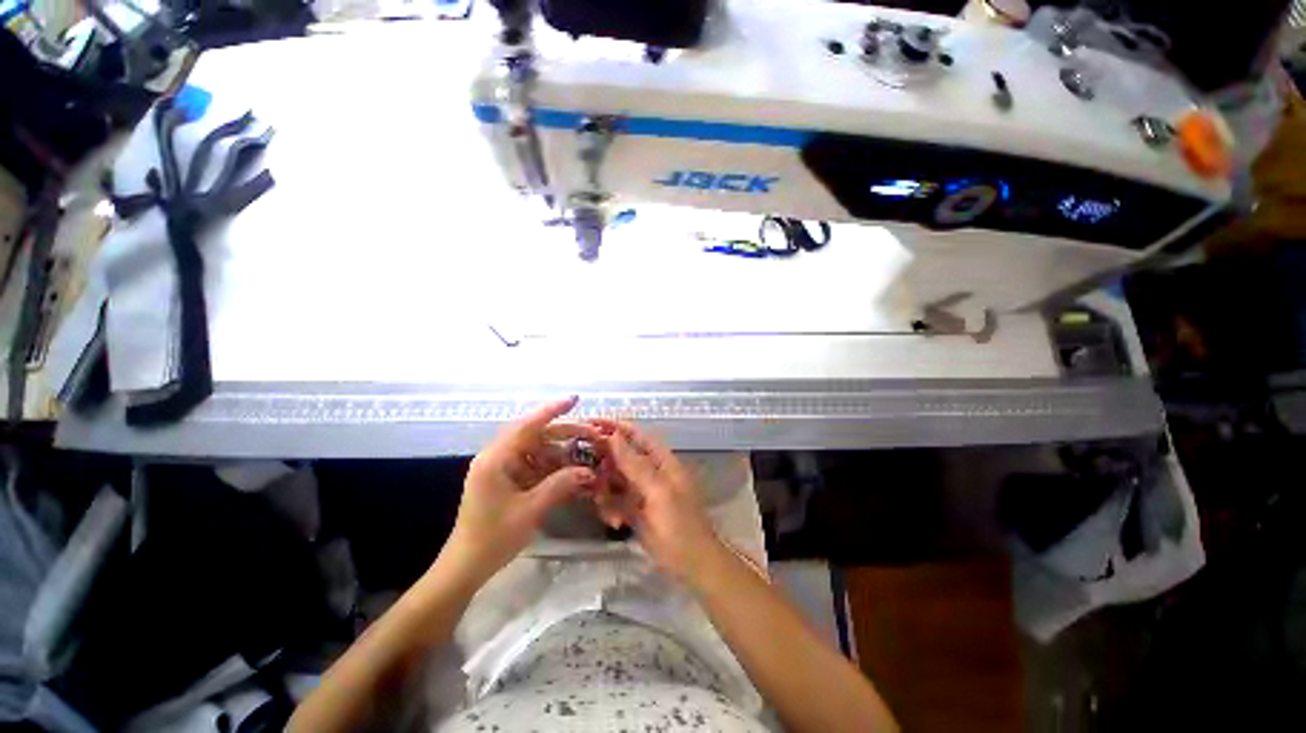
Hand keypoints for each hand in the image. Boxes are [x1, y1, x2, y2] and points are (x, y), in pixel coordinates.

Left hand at [443, 397, 599, 584]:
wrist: (466, 567)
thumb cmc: (493, 538)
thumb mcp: (530, 510)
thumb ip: (560, 485)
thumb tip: (589, 471)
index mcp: (496, 459)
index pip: (527, 425)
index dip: (552, 410)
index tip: (575, 399)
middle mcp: (499, 457)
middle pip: (537, 435)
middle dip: (566, 434)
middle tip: (593, 435)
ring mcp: (504, 468)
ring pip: (539, 450)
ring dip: (563, 451)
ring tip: (589, 453)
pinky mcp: (509, 479)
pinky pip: (536, 465)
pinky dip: (555, 466)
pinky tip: (574, 470)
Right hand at [590, 419, 718, 578]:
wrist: (691, 564)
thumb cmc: (679, 525)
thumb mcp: (658, 492)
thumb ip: (635, 464)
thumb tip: (614, 436)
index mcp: (661, 461)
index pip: (636, 435)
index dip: (615, 426)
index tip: (590, 423)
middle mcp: (650, 471)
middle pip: (621, 456)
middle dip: (604, 464)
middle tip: (587, 473)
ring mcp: (641, 490)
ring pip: (613, 479)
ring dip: (606, 492)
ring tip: (608, 509)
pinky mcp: (634, 509)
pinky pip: (614, 500)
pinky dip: (610, 509)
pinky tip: (614, 522)